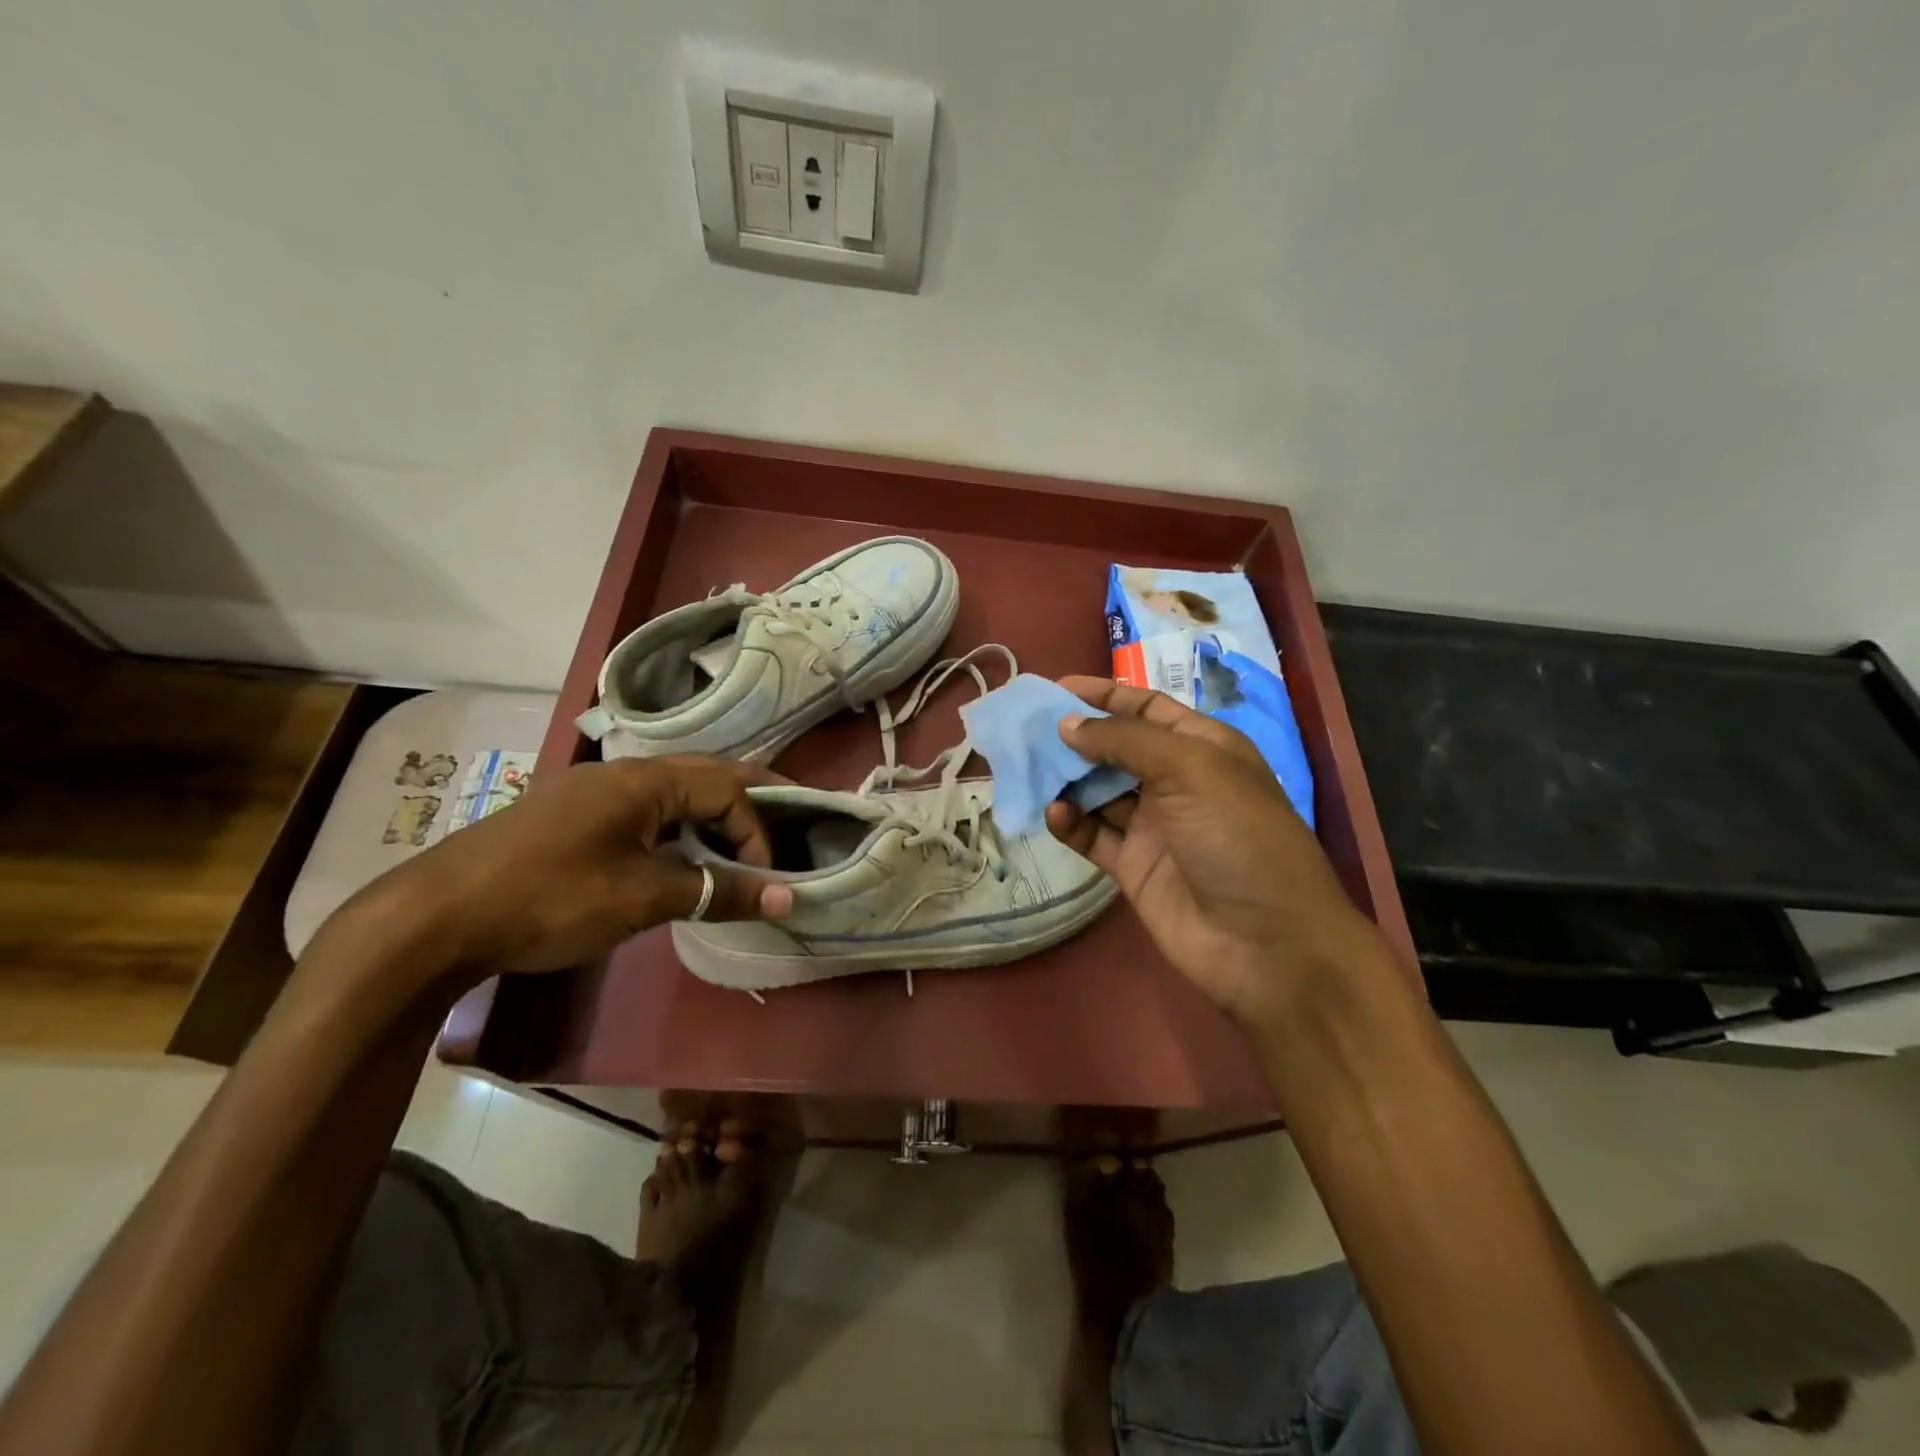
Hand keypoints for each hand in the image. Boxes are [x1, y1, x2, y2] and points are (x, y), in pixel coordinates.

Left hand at [349, 756, 792, 979]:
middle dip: (752, 798)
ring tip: (743, 841)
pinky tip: (680, 852)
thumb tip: (786, 897)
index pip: (728, 789)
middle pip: (707, 773)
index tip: (764, 880)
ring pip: (676, 790)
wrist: (432, 919)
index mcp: (645, 779)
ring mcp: (594, 791)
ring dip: (714, 812)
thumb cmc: (550, 899)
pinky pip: (646, 807)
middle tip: (792, 821)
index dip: (758, 832)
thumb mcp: (642, 898)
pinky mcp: (573, 815)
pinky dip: (680, 824)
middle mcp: (624, 771)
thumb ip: (717, 891)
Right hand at [1046, 677, 1392, 1031]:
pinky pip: (1094, 836)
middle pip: (1117, 749)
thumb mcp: (1191, 770)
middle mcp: (1177, 782)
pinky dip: (1071, 823)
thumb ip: (1125, 741)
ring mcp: (1155, 827)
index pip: (1147, 708)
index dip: (1105, 696)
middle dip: (1076, 737)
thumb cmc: (1238, 838)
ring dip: (1067, 780)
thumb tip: (1068, 725)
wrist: (1267, 944)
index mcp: (1203, 748)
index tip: (1056, 689)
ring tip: (1028, 770)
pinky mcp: (1135, 867)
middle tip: (1027, 731)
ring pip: (1099, 792)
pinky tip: (1054, 815)